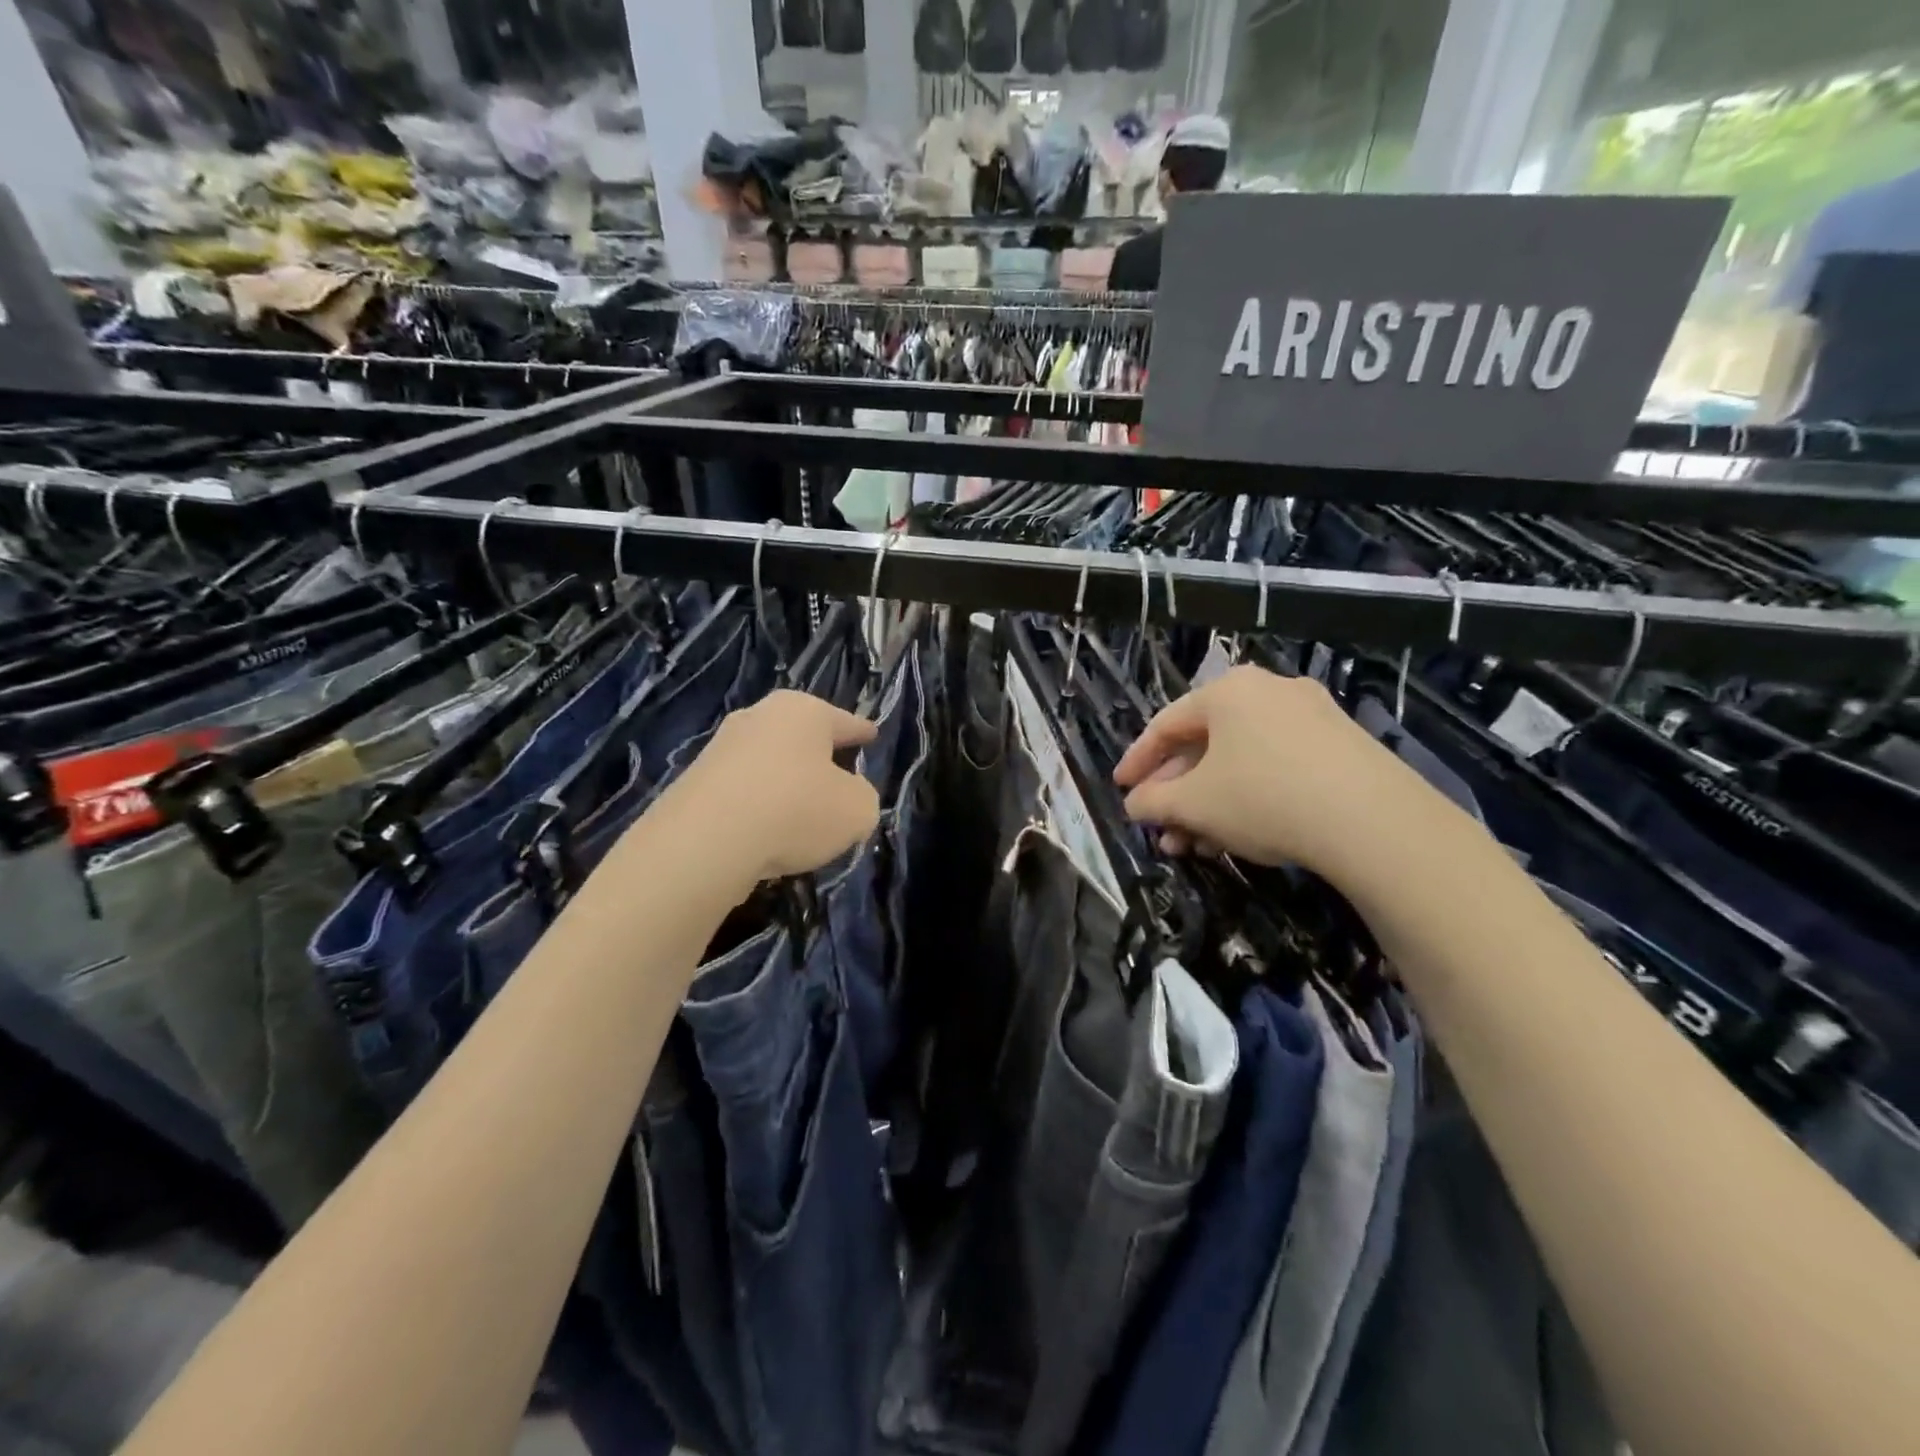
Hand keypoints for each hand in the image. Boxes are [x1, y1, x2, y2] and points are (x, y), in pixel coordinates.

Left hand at [662, 691, 880, 882]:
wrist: (704, 842)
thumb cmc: (796, 810)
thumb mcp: (858, 810)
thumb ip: (862, 797)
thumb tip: (846, 794)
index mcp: (803, 710)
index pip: (845, 721)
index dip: (862, 732)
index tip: (872, 735)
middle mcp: (759, 717)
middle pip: (802, 737)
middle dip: (820, 757)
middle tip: (839, 778)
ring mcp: (722, 748)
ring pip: (770, 764)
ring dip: (786, 784)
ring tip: (802, 817)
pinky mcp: (696, 782)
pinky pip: (743, 791)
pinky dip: (758, 807)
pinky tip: (766, 834)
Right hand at [1114, 665, 1448, 882]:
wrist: (1373, 821)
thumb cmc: (1263, 796)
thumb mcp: (1194, 804)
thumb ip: (1153, 802)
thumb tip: (1135, 804)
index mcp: (1227, 691)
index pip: (1166, 725)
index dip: (1138, 761)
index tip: (1122, 790)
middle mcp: (1269, 691)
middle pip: (1205, 746)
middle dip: (1178, 794)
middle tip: (1162, 830)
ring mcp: (1312, 717)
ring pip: (1241, 762)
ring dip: (1210, 804)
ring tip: (1195, 847)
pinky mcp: (1343, 747)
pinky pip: (1276, 768)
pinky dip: (1248, 799)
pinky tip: (1239, 838)